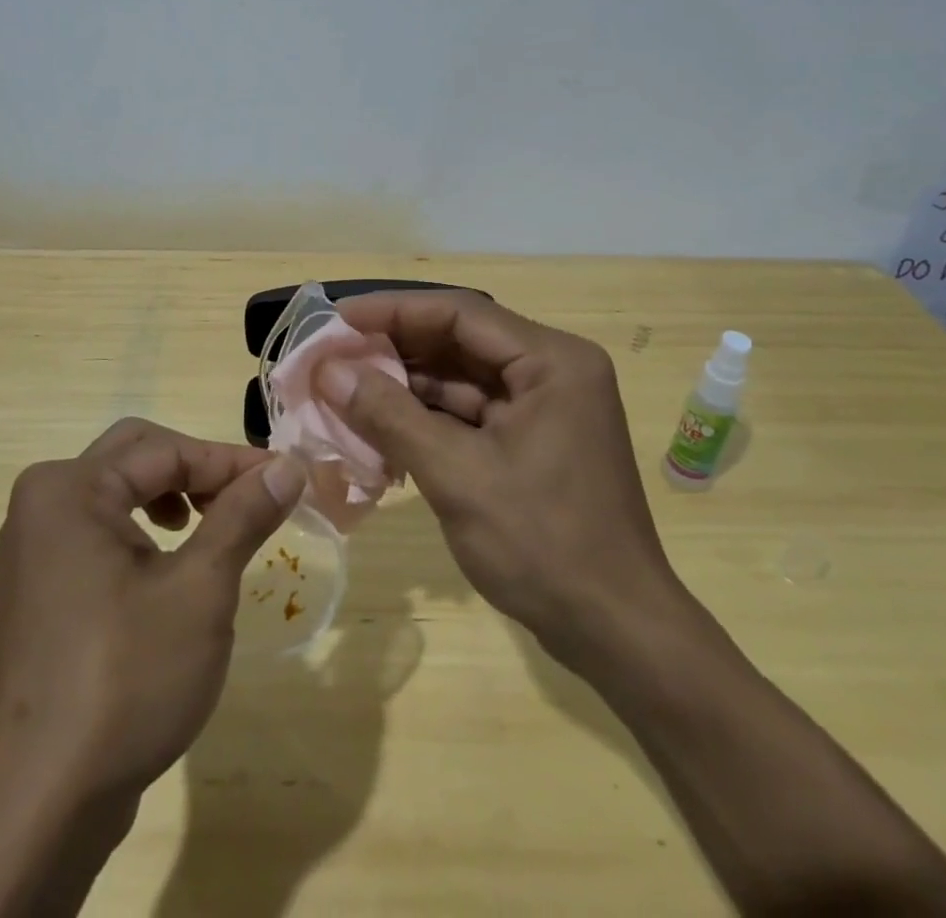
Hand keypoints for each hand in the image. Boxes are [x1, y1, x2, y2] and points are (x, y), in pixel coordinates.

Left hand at [0, 420, 306, 917]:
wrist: (40, 809)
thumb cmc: (125, 681)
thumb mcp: (200, 590)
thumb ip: (243, 516)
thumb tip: (288, 466)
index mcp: (69, 489)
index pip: (167, 451)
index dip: (231, 461)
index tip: (287, 477)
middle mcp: (41, 505)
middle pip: (135, 457)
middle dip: (197, 471)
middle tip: (247, 498)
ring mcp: (31, 553)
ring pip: (115, 495)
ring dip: (171, 498)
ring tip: (212, 530)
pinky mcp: (36, 594)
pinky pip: (96, 534)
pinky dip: (141, 533)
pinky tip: (167, 570)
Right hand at [317, 293, 682, 659]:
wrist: (617, 634)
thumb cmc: (543, 545)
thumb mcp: (457, 475)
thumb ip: (390, 416)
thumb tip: (328, 371)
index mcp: (551, 361)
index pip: (460, 313)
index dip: (393, 311)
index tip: (338, 318)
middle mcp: (552, 370)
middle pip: (461, 341)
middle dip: (396, 349)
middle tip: (334, 355)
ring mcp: (546, 407)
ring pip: (463, 378)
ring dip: (407, 385)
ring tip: (345, 389)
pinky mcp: (534, 440)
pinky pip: (472, 413)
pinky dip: (428, 418)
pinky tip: (382, 427)